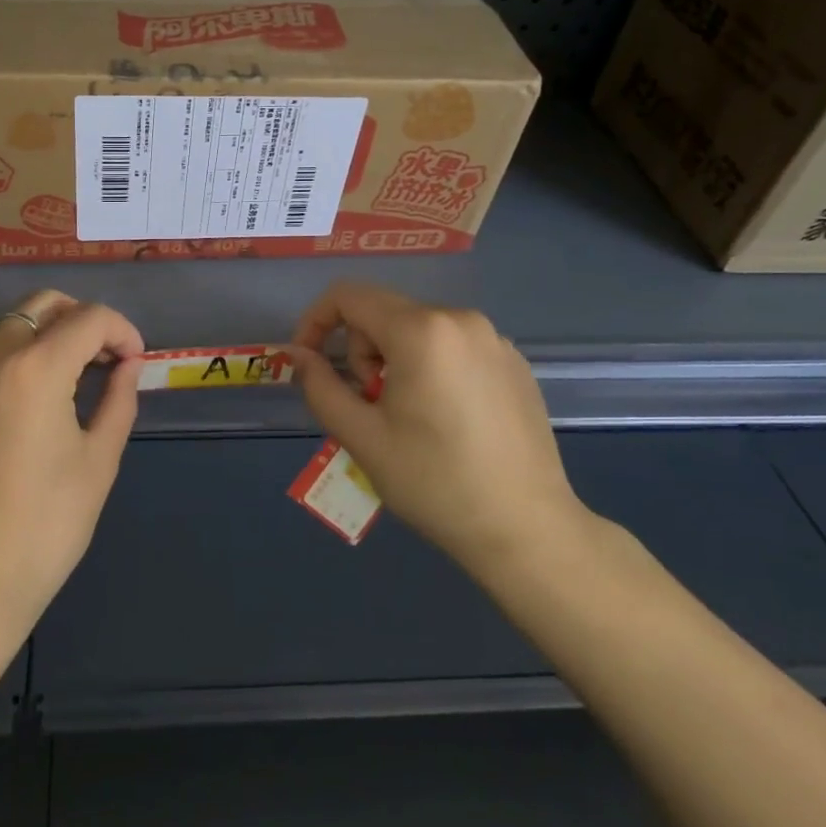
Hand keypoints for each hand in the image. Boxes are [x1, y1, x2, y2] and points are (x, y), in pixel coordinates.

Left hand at [0, 289, 143, 648]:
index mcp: (35, 368)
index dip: (122, 331)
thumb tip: (128, 364)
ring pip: (5, 325)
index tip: (132, 360)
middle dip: (81, 321)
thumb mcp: (98, 460)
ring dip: (40, 338)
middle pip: (43, 305)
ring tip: (58, 381)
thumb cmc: (44, 527)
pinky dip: (2, 359)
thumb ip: (119, 398)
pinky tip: (13, 400)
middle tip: (100, 359)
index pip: (90, 318)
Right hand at [288, 281, 589, 582]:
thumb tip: (298, 354)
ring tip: (405, 414)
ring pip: (418, 328)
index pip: (348, 296)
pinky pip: (452, 345)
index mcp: (421, 331)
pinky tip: (444, 417)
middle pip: (384, 311)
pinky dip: (430, 366)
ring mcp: (494, 339)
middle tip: (369, 404)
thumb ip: (320, 385)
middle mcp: (460, 319)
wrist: (527, 530)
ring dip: (394, 359)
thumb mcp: (361, 436)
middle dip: (360, 350)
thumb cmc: (435, 482)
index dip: (315, 320)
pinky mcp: (514, 362)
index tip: (307, 361)